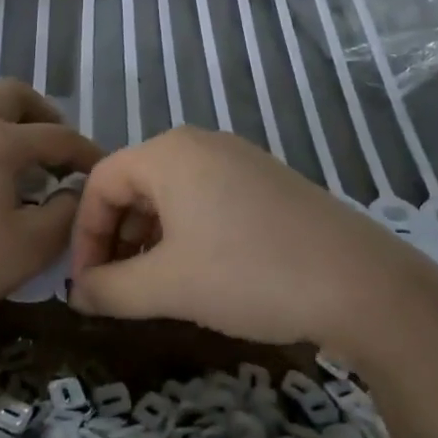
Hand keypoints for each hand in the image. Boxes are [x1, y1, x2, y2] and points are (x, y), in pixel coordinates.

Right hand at [68, 127, 415, 347]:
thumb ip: (110, 289)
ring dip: (149, 240)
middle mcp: (200, 143)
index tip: (86, 286)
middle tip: (117, 289)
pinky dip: (185, 233)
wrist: (360, 283)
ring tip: (154, 286)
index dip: (84, 236)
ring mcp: (238, 159)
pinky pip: (206, 199)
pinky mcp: (266, 181)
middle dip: (116, 239)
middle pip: (134, 185)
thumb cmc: (249, 274)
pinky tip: (199, 272)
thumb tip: (77, 293)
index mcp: (168, 153)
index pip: (100, 184)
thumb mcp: (168, 286)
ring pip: (171, 195)